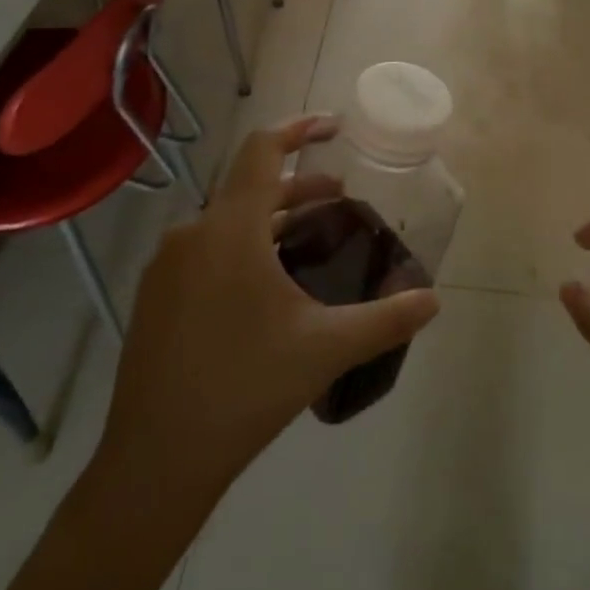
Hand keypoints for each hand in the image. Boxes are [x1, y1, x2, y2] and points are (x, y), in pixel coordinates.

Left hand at [94, 116, 440, 500]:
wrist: (155, 462)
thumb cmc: (246, 389)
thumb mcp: (326, 348)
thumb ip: (386, 319)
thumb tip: (434, 301)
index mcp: (231, 230)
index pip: (263, 150)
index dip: (299, 128)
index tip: (333, 126)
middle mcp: (192, 234)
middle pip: (249, 186)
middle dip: (298, 186)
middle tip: (339, 198)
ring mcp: (166, 266)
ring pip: (227, 220)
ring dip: (271, 218)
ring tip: (309, 239)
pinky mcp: (155, 296)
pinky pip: (206, 249)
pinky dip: (242, 244)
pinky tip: (266, 285)